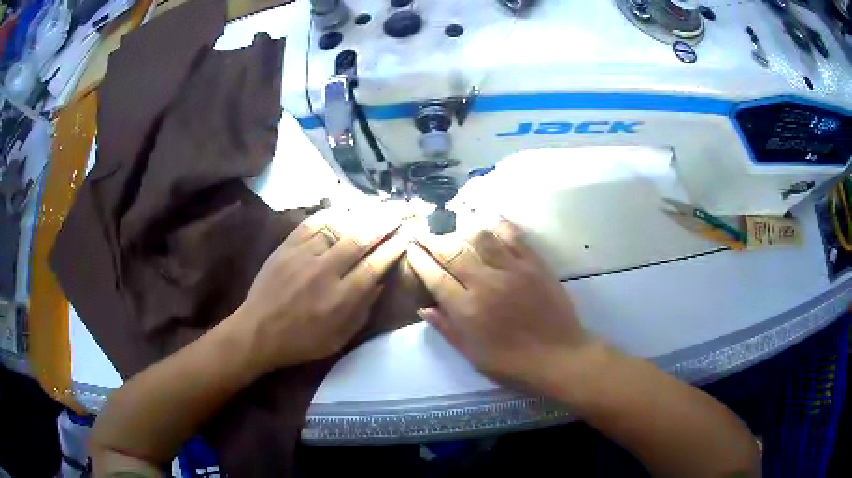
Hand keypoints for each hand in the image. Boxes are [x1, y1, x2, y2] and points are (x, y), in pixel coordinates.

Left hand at [236, 209, 405, 373]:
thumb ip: (362, 310)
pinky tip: (341, 210)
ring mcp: (303, 256)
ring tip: (375, 209)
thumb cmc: (301, 342)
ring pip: (337, 226)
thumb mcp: (339, 338)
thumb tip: (380, 281)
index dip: (393, 249)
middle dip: (384, 223)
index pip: (374, 266)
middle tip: (399, 212)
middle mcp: (324, 272)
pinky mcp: (285, 247)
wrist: (258, 332)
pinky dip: (329, 214)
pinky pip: (311, 223)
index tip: (406, 237)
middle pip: (360, 239)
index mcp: (340, 299)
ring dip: (360, 216)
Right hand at [407, 219, 591, 395]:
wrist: (559, 357)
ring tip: (450, 217)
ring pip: (480, 237)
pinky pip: (514, 236)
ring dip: (461, 225)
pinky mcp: (534, 264)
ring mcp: (512, 270)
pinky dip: (499, 224)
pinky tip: (490, 215)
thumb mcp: (473, 355)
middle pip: (452, 252)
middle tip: (421, 228)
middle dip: (432, 238)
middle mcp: (485, 283)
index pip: (435, 277)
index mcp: (467, 310)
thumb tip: (423, 308)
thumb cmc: (513, 364)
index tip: (410, 248)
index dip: (419, 260)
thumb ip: (447, 329)